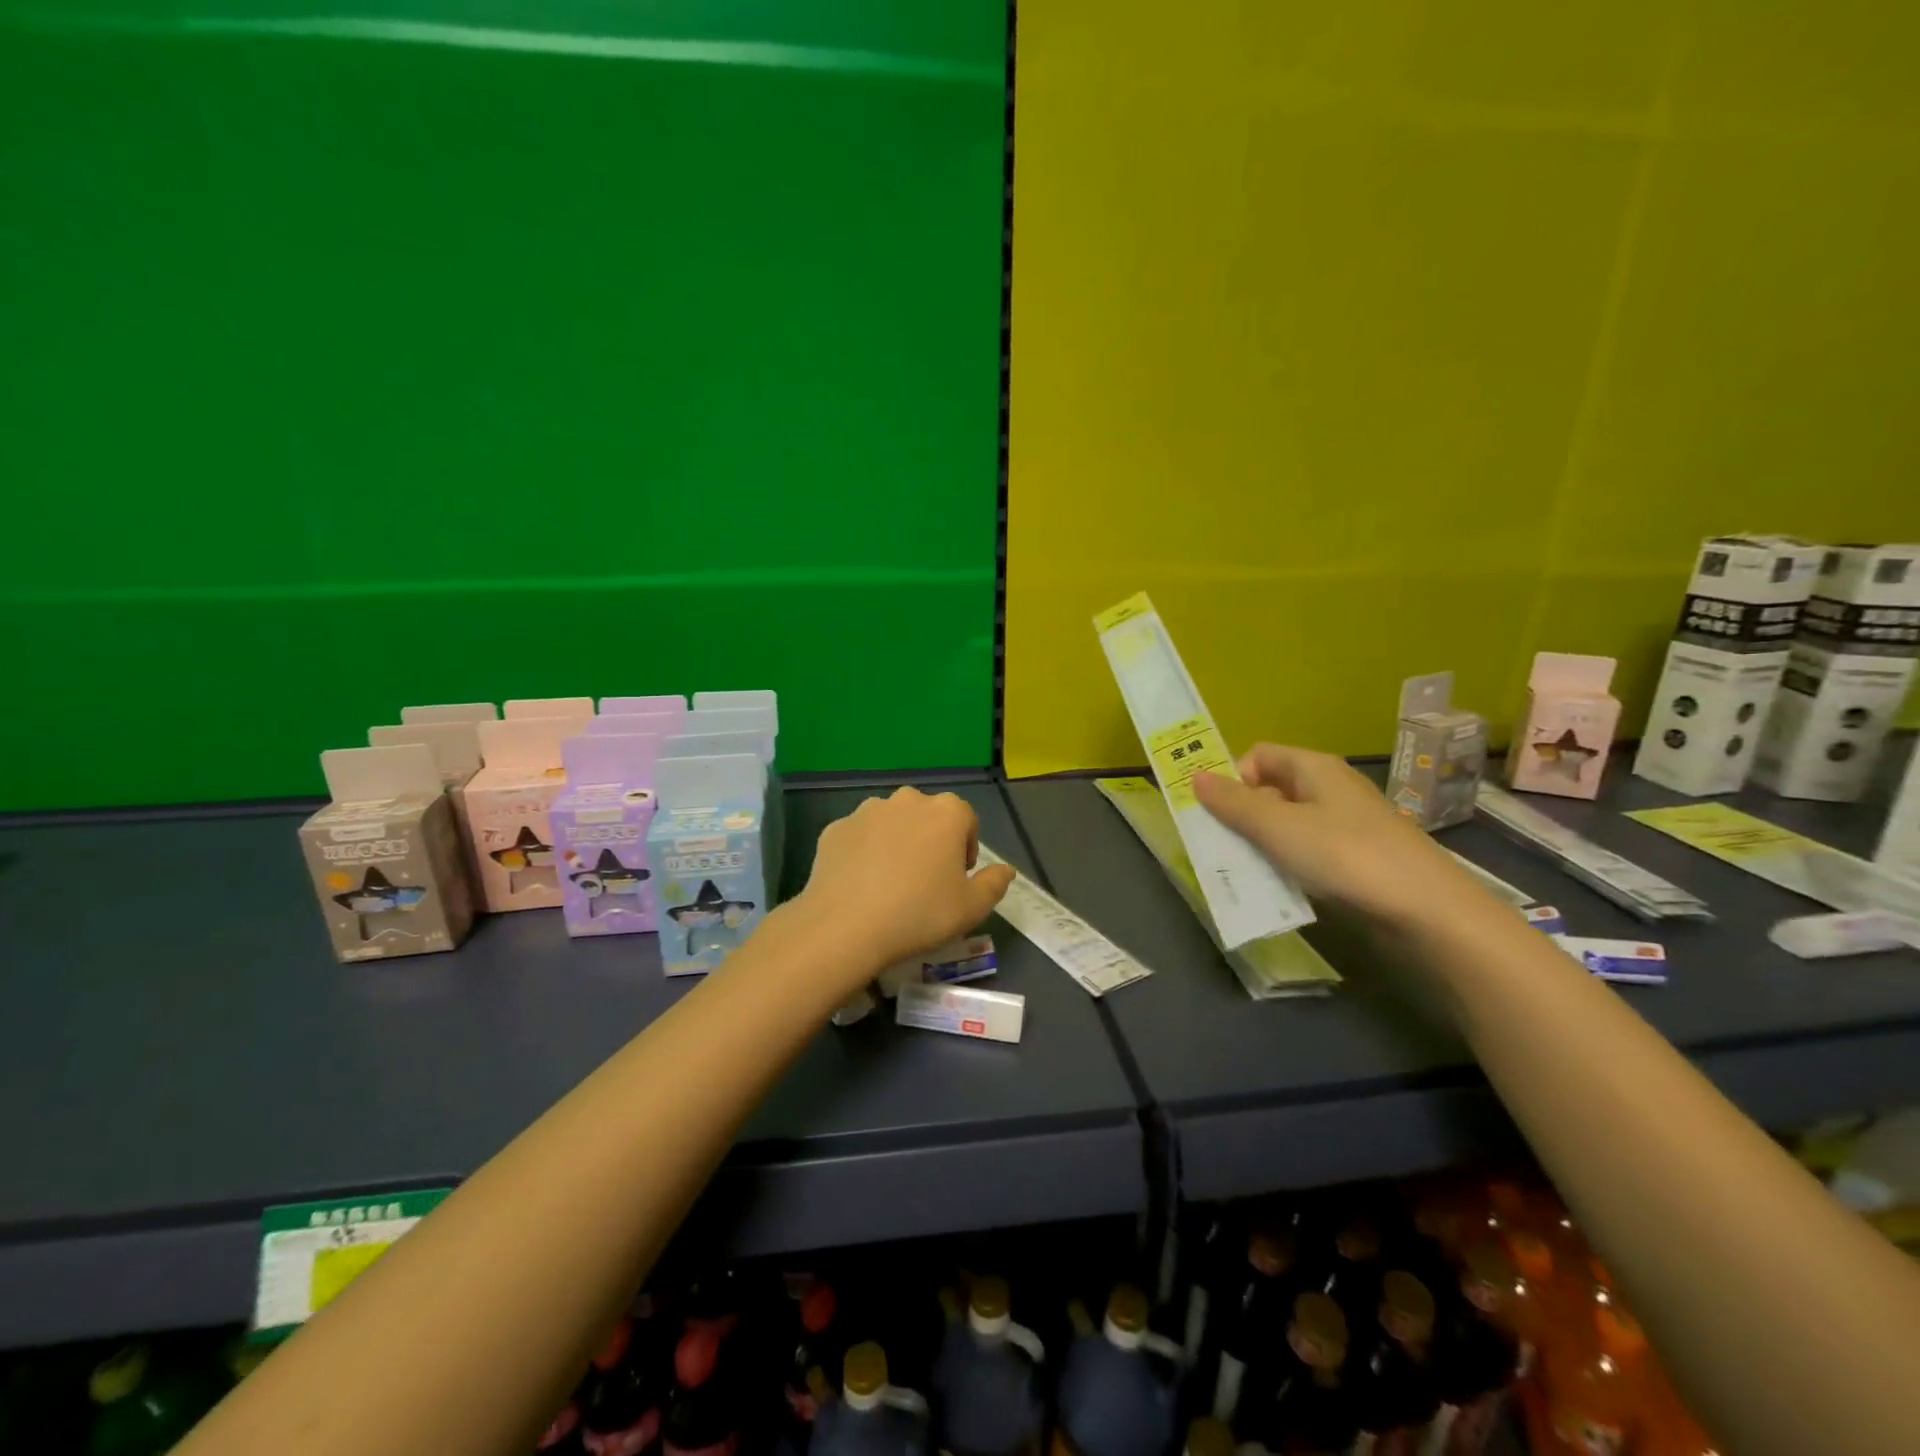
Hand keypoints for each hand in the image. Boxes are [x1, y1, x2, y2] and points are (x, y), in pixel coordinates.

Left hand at [796, 787, 1016, 973]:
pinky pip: (859, 837)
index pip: (967, 820)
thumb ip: (994, 884)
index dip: (965, 849)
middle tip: (925, 881)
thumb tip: (1006, 869)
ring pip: (891, 823)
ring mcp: (867, 811)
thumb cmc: (919, 914)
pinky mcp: (835, 828)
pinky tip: (861, 885)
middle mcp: (907, 800)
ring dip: (896, 843)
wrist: (845, 927)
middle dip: (931, 841)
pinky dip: (864, 853)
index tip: (956, 879)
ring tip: (890, 883)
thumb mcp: (971, 908)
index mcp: (946, 812)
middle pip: (928, 816)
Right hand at [1192, 743, 1476, 926]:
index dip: (1232, 776)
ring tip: (1244, 872)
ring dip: (1261, 844)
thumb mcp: (1279, 827)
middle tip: (1220, 846)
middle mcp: (1330, 790)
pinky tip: (1279, 889)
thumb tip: (1194, 776)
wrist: (1428, 913)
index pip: (1258, 756)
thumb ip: (1234, 804)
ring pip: (1287, 825)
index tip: (1216, 811)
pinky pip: (1307, 854)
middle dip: (1241, 814)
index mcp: (1314, 769)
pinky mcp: (1355, 861)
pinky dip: (1287, 866)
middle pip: (1270, 790)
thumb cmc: (1346, 856)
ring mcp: (1345, 826)